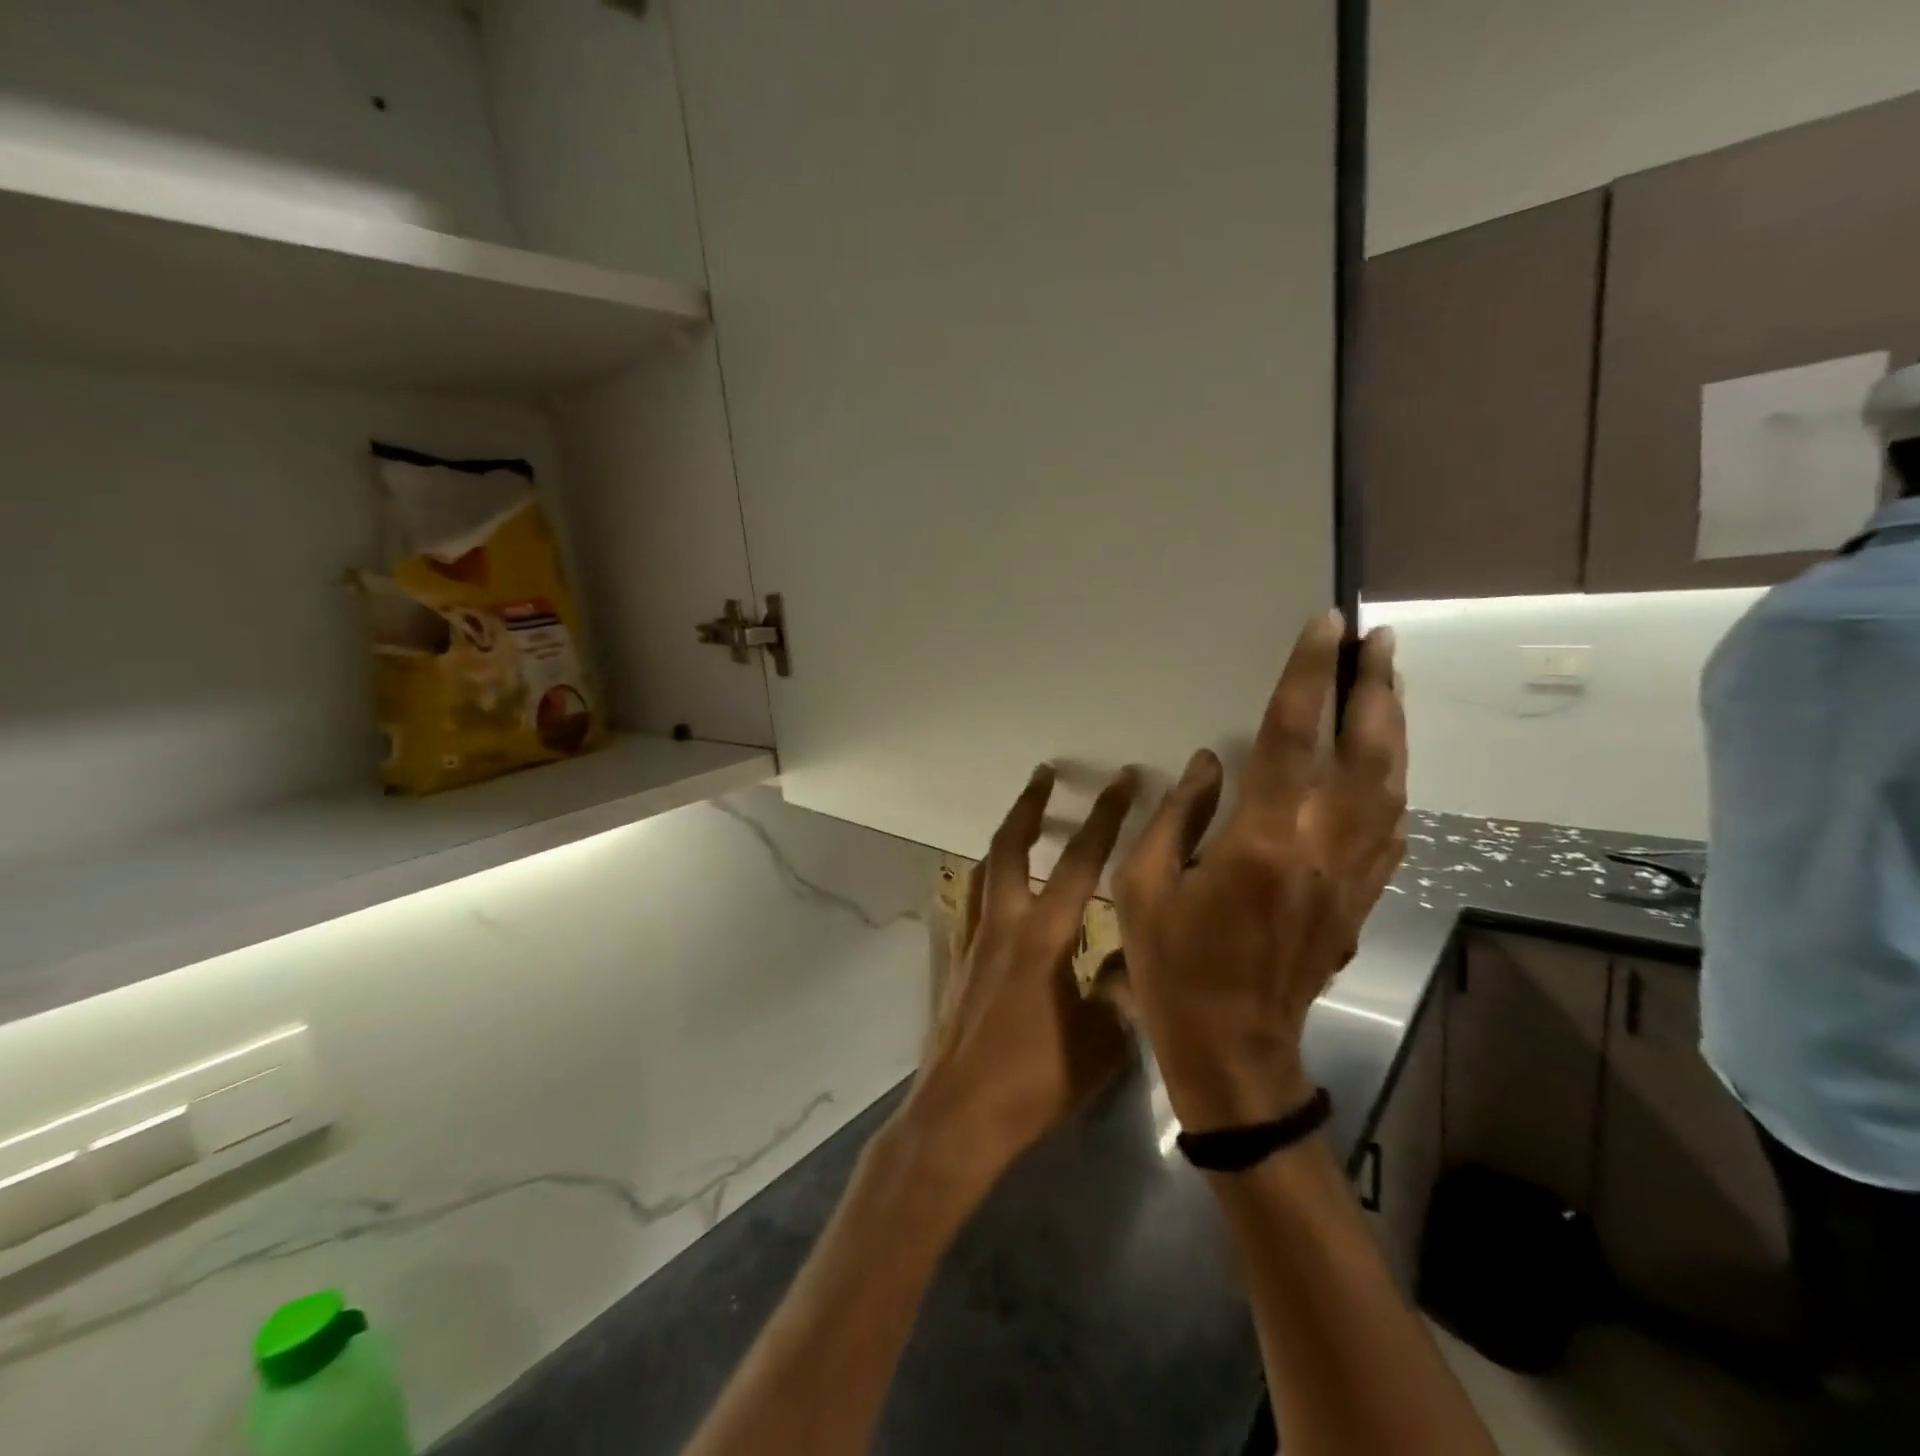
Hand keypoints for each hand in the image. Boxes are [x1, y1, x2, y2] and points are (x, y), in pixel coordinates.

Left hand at [899, 764, 1140, 1192]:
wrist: (959, 1117)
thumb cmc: (1033, 1083)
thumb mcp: (1100, 1042)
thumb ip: (1122, 988)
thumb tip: (1139, 952)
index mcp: (1045, 939)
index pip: (1081, 863)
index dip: (1104, 818)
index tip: (1120, 781)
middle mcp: (1004, 926)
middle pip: (1011, 847)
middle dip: (1032, 805)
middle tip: (1046, 772)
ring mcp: (972, 940)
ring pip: (985, 869)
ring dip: (1007, 835)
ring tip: (1023, 815)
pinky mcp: (956, 960)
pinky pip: (970, 901)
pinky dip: (985, 879)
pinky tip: (994, 884)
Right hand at [1115, 612, 1406, 1131]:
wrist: (1234, 1049)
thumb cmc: (1174, 967)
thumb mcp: (1144, 888)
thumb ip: (1177, 817)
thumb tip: (1210, 763)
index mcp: (1262, 842)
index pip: (1295, 737)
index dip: (1310, 676)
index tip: (1327, 627)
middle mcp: (1321, 849)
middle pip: (1366, 753)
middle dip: (1376, 688)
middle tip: (1379, 639)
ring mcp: (1351, 877)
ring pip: (1391, 787)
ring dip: (1394, 728)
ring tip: (1389, 683)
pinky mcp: (1360, 900)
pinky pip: (1392, 829)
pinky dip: (1396, 783)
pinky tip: (1390, 763)